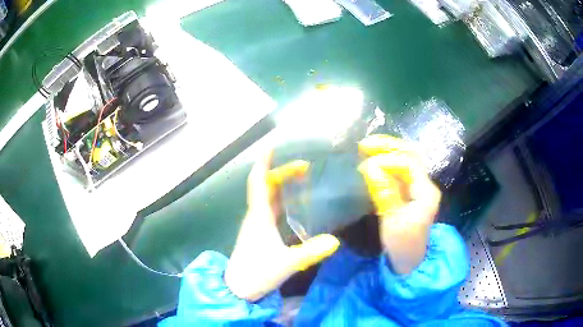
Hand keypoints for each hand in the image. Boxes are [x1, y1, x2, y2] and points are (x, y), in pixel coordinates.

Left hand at [225, 151, 339, 301]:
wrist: (238, 289)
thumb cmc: (257, 273)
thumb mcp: (287, 264)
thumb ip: (311, 253)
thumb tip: (335, 241)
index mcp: (259, 217)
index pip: (259, 182)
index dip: (264, 163)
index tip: (272, 146)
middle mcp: (255, 216)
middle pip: (265, 186)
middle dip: (282, 173)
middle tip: (304, 167)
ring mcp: (255, 225)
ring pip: (267, 197)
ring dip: (281, 185)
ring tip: (302, 179)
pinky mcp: (258, 233)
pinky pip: (269, 209)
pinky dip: (280, 200)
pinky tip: (294, 204)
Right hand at [358, 135, 440, 273]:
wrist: (410, 260)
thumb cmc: (403, 244)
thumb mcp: (393, 221)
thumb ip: (384, 193)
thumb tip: (369, 167)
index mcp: (426, 192)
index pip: (409, 165)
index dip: (388, 161)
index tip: (365, 165)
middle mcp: (425, 184)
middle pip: (411, 154)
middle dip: (388, 146)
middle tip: (364, 144)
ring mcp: (417, 186)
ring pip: (405, 159)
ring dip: (386, 150)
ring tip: (366, 146)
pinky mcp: (409, 191)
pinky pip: (399, 169)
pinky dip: (385, 161)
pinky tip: (372, 158)